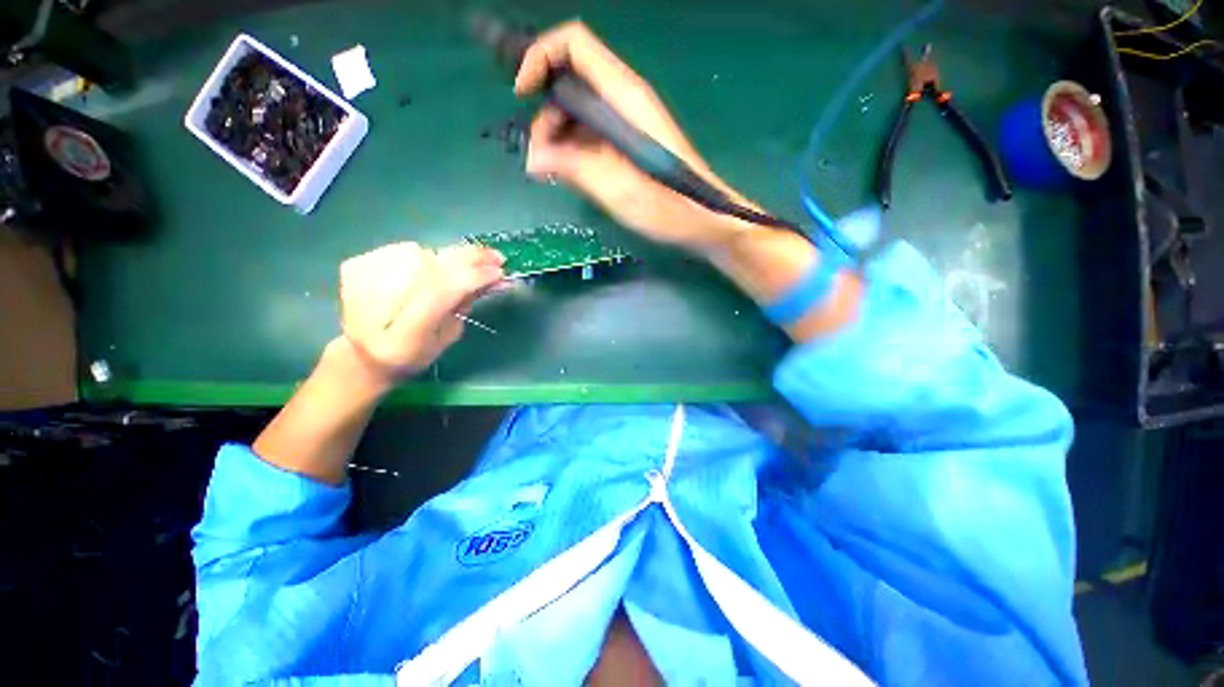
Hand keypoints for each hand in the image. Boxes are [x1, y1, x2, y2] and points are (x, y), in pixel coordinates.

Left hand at [337, 242, 504, 383]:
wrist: (362, 354)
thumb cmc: (413, 354)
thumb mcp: (447, 338)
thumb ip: (465, 306)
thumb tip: (492, 279)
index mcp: (401, 336)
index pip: (440, 292)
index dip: (473, 277)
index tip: (499, 272)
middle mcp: (374, 304)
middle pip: (429, 266)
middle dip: (468, 259)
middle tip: (495, 257)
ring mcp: (360, 279)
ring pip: (421, 253)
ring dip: (448, 259)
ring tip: (461, 269)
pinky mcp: (355, 264)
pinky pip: (404, 249)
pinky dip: (426, 257)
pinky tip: (429, 271)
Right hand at [516, 21, 754, 250]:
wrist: (702, 219)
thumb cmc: (667, 205)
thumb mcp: (616, 189)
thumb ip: (573, 168)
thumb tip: (533, 158)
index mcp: (624, 97)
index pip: (575, 44)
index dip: (540, 56)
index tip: (522, 94)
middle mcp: (624, 100)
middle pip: (571, 81)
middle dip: (546, 114)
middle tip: (539, 159)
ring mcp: (627, 121)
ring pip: (579, 111)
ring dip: (558, 137)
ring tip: (553, 173)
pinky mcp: (627, 141)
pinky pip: (591, 133)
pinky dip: (574, 149)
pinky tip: (570, 174)